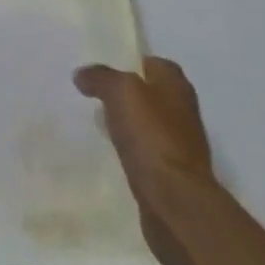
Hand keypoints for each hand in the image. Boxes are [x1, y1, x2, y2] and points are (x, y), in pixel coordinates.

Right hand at [75, 57, 220, 264]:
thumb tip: (82, 74)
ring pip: (147, 124)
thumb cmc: (152, 137)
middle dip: (125, 95)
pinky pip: (146, 152)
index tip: (101, 71)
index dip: (127, 63)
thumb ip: (101, 78)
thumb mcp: (121, 92)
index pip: (151, 63)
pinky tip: (113, 153)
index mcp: (176, 85)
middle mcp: (182, 110)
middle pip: (149, 94)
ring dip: (128, 124)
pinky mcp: (172, 173)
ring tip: (98, 124)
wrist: (176, 202)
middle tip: (94, 96)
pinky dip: (132, 151)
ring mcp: (179, 144)